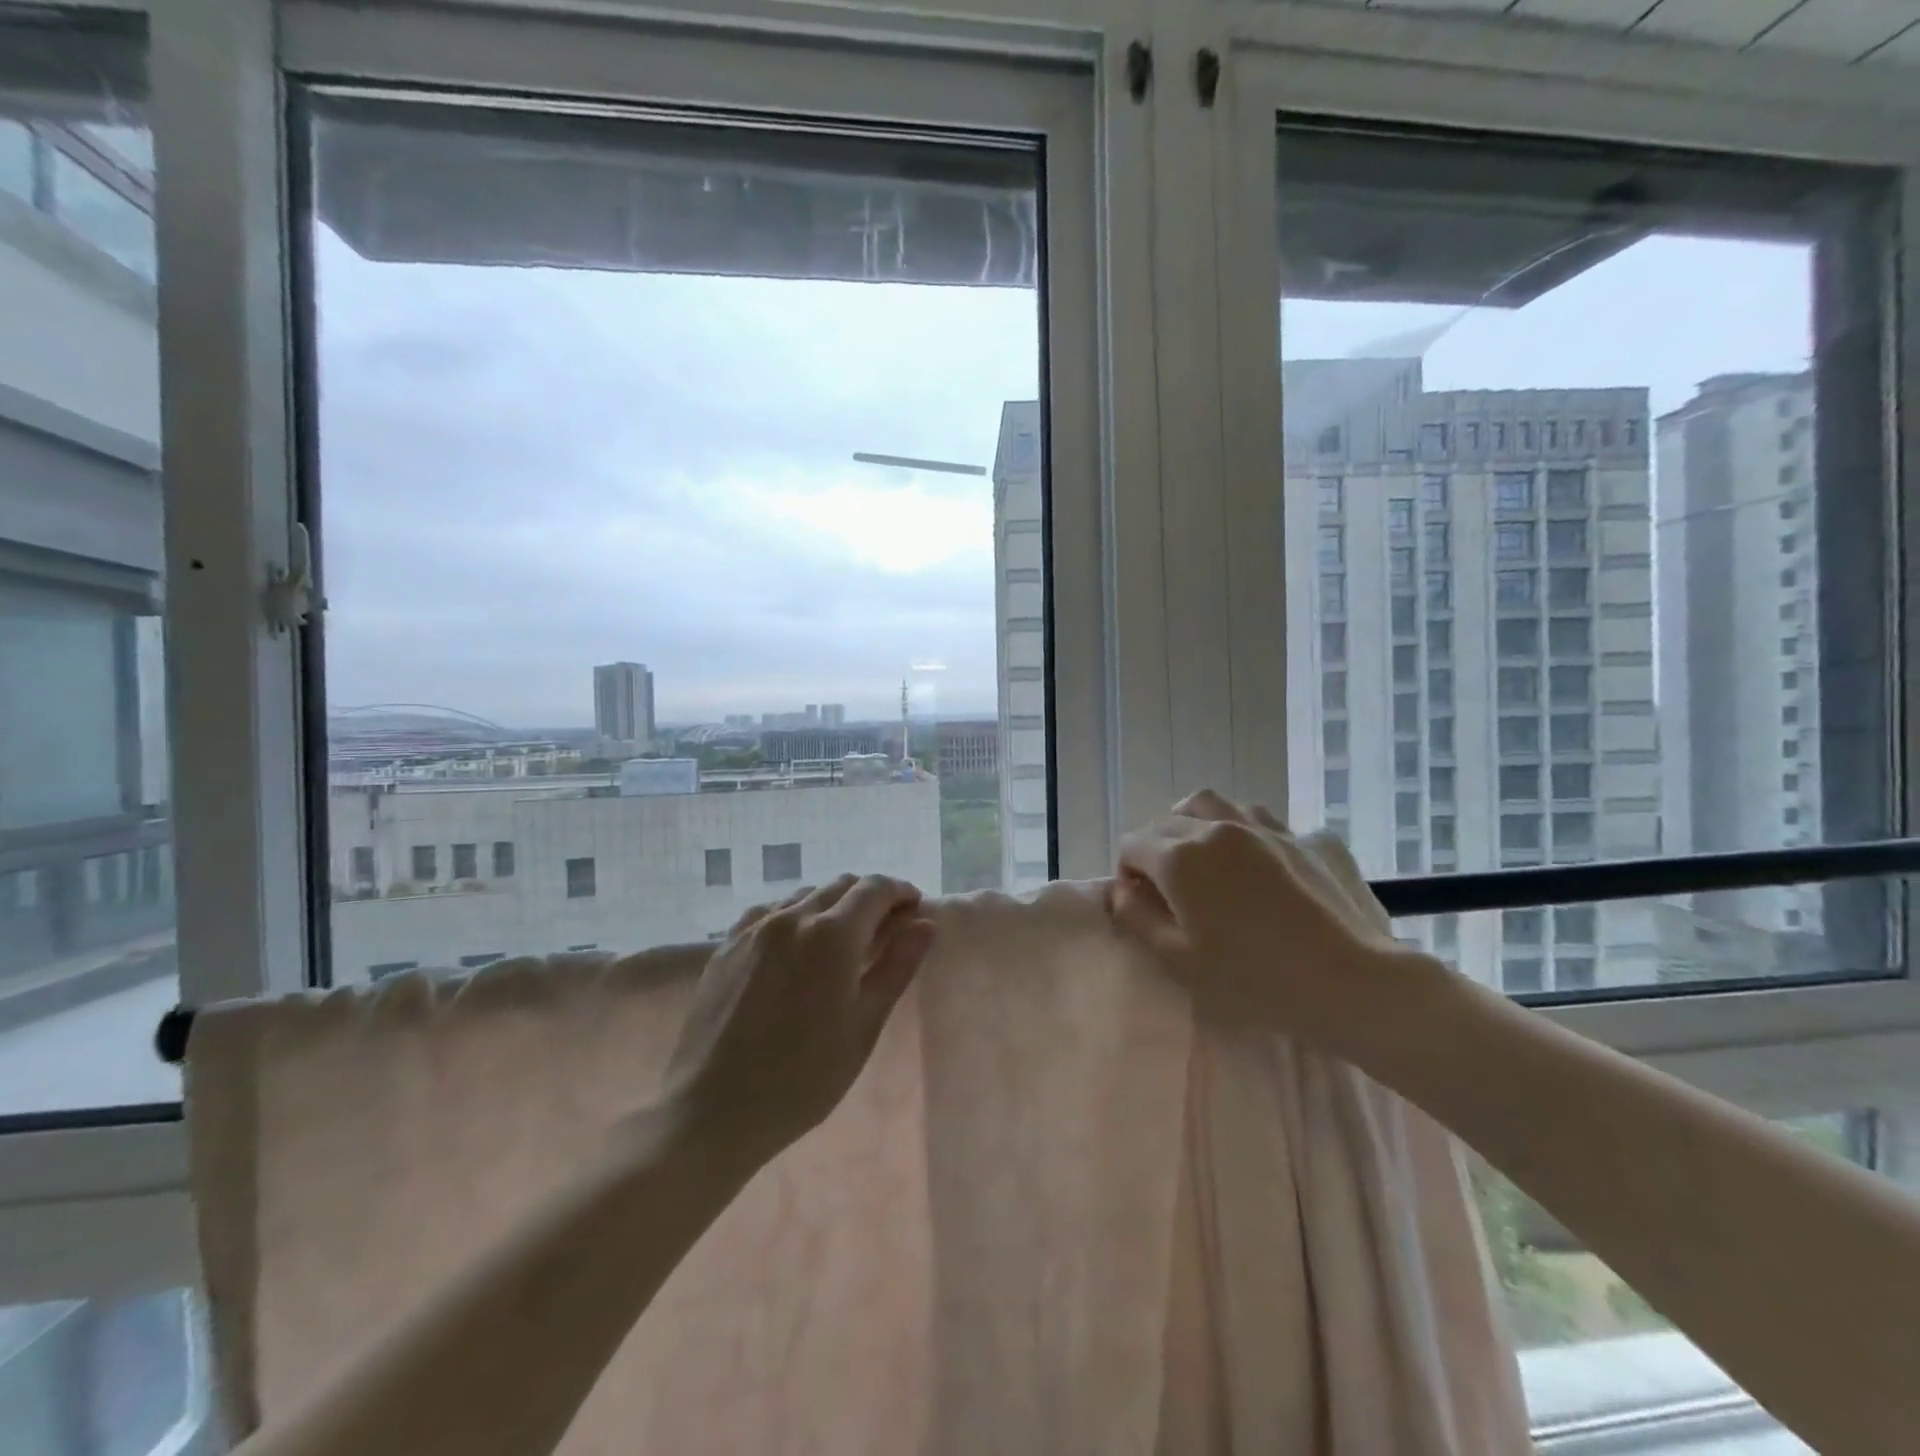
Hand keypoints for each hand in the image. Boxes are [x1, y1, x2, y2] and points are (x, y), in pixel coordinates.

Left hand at [659, 874, 935, 1173]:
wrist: (711, 1111)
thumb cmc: (803, 1077)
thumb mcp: (864, 1026)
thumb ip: (897, 967)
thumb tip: (925, 923)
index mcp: (833, 934)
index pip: (875, 889)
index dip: (901, 892)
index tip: (915, 909)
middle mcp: (793, 917)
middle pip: (841, 885)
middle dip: (870, 898)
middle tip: (886, 928)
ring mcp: (754, 928)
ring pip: (805, 895)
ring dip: (833, 904)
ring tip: (842, 940)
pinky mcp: (727, 945)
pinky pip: (770, 912)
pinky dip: (795, 915)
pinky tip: (795, 945)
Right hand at [1110, 790, 1414, 1049]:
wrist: (1347, 980)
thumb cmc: (1252, 978)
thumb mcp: (1178, 959)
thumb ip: (1136, 918)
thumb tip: (1119, 891)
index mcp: (1180, 856)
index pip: (1132, 844)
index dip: (1127, 872)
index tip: (1140, 904)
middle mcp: (1215, 827)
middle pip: (1166, 822)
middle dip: (1155, 850)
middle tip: (1168, 891)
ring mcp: (1260, 826)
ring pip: (1209, 805)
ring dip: (1191, 824)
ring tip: (1200, 856)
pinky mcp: (1297, 836)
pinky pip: (1252, 815)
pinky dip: (1235, 826)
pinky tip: (1248, 856)